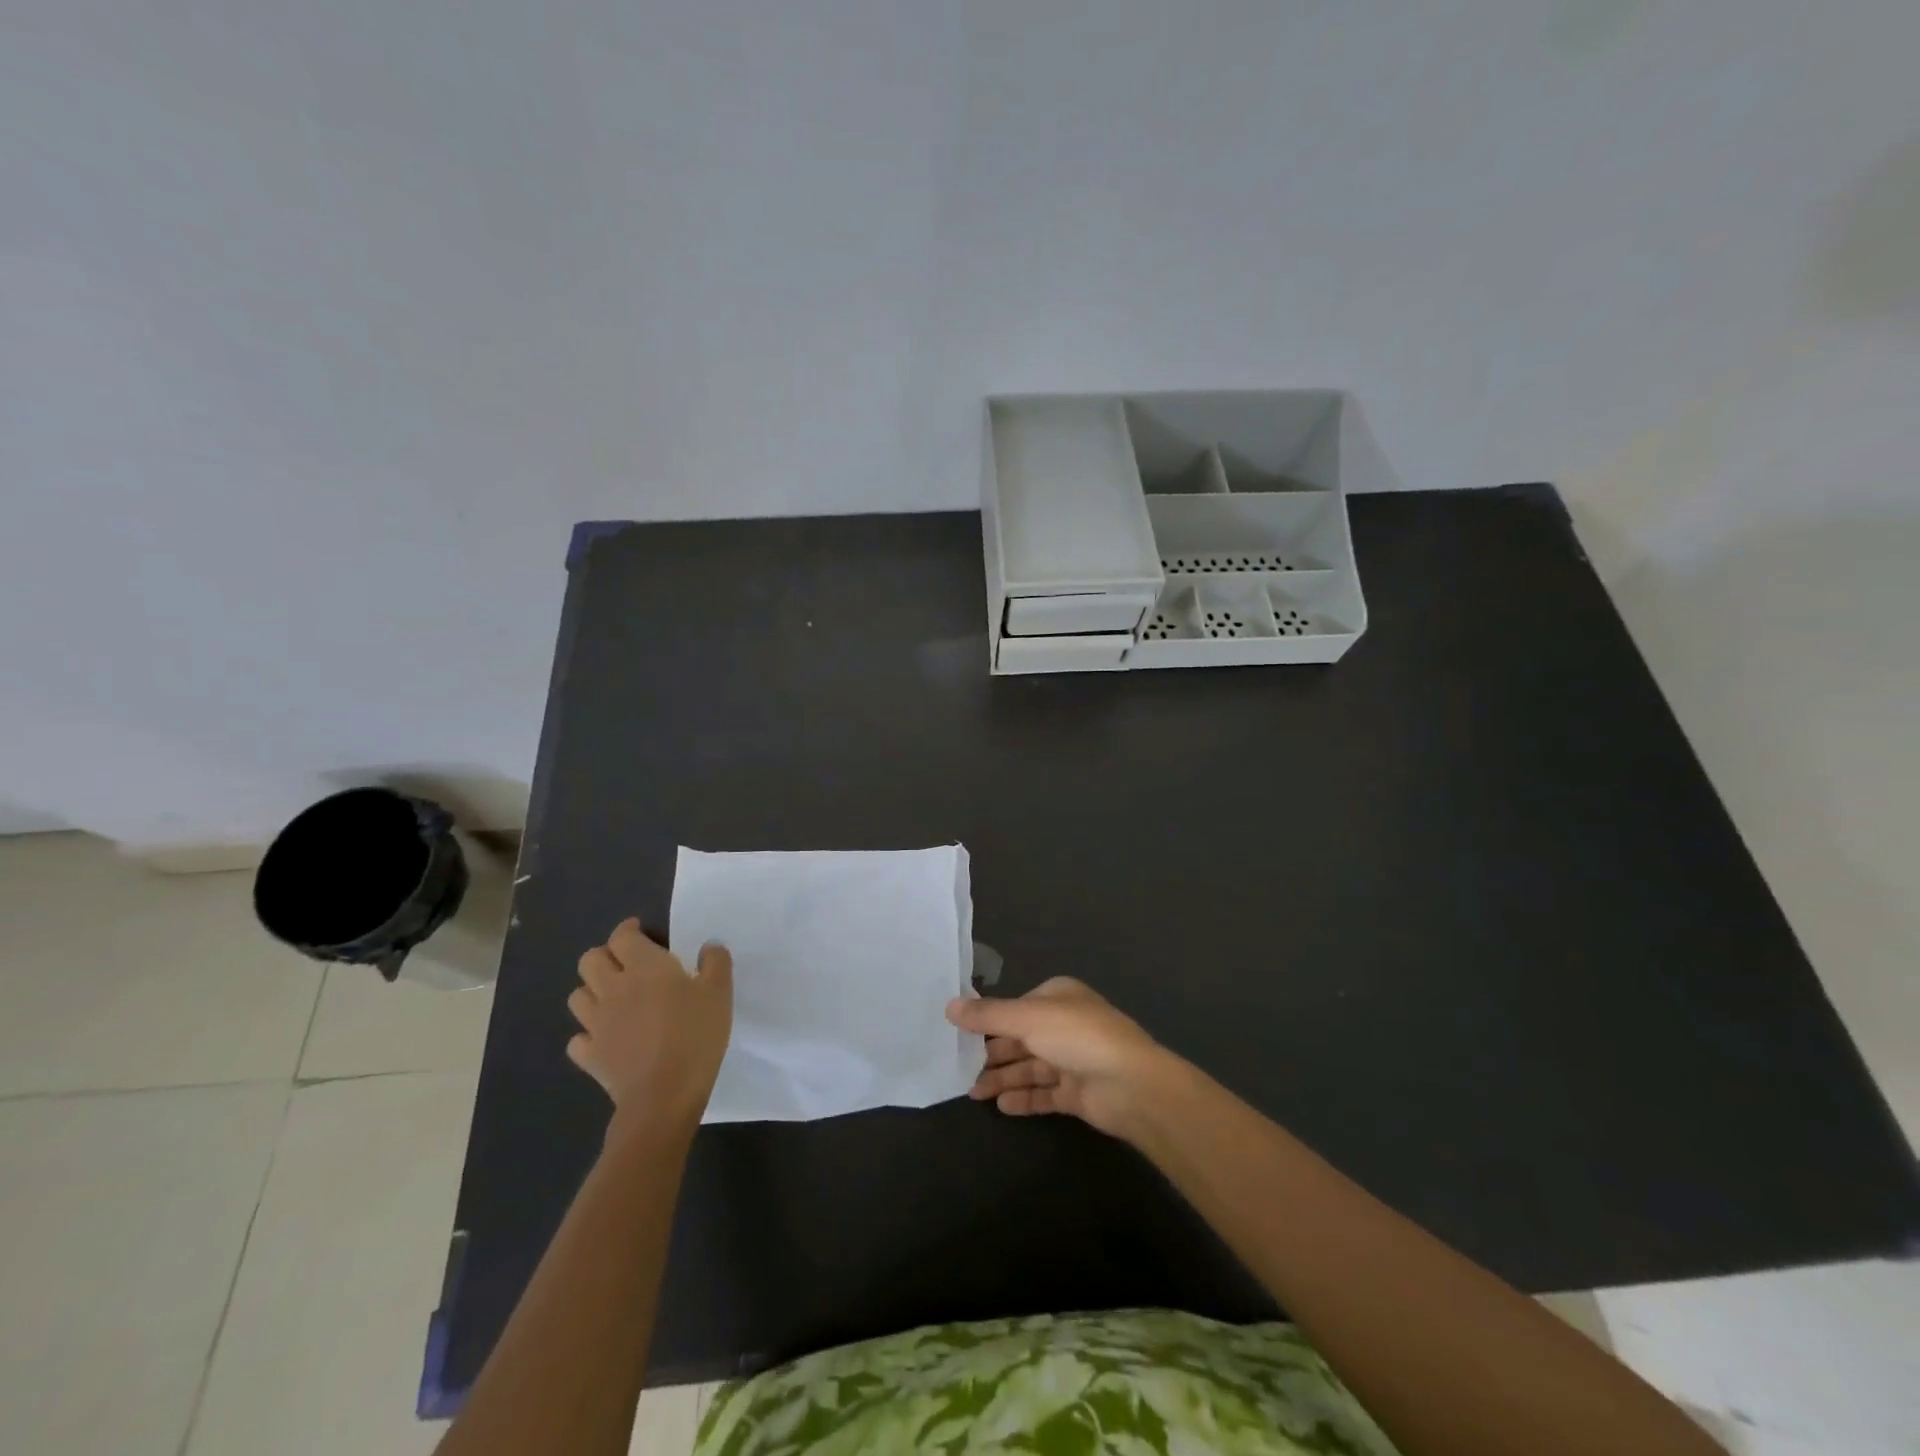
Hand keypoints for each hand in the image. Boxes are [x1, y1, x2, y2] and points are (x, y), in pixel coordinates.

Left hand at [567, 918, 731, 1128]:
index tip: (641, 932)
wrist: (664, 1095)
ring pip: (578, 995)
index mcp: (644, 967)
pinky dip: (588, 1033)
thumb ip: (715, 963)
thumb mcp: (720, 993)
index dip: (629, 930)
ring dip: (593, 991)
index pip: (623, 937)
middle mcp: (613, 989)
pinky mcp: (590, 1056)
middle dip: (606, 956)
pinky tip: (606, 1037)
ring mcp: (596, 1024)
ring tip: (615, 998)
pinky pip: (578, 1038)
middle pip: (590, 960)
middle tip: (627, 963)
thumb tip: (709, 947)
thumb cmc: (695, 1035)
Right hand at [945, 977, 1168, 1137]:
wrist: (1130, 1085)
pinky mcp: (1077, 1093)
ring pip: (1030, 1067)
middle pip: (1021, 1038)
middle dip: (992, 1053)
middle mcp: (1065, 1025)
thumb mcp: (1027, 1018)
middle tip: (960, 1068)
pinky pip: (1044, 1094)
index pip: (1017, 1007)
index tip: (960, 1034)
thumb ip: (987, 1015)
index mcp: (1058, 997)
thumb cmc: (1077, 1037)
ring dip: (1003, 1078)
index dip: (990, 1020)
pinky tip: (1001, 1105)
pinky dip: (1023, 1098)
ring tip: (973, 1092)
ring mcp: (1073, 1060)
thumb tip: (949, 1006)